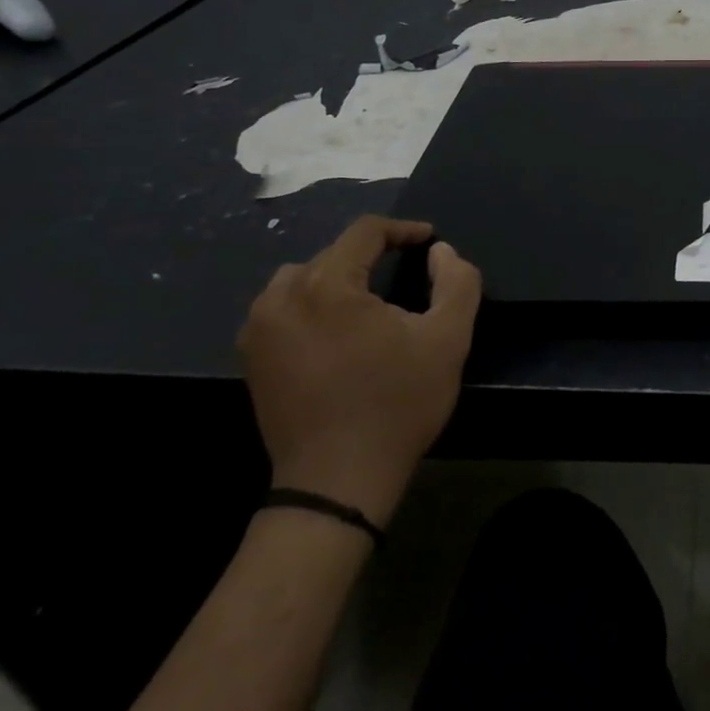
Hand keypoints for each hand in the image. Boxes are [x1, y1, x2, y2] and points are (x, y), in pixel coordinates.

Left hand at [237, 215, 481, 524]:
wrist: (337, 480)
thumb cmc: (397, 404)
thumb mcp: (449, 339)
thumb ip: (457, 281)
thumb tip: (440, 252)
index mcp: (326, 285)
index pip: (364, 233)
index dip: (402, 230)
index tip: (428, 240)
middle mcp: (282, 297)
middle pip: (332, 254)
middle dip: (371, 258)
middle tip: (405, 275)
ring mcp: (259, 329)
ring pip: (302, 279)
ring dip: (336, 279)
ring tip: (367, 302)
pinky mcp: (252, 358)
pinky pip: (283, 309)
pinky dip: (311, 306)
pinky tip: (336, 332)